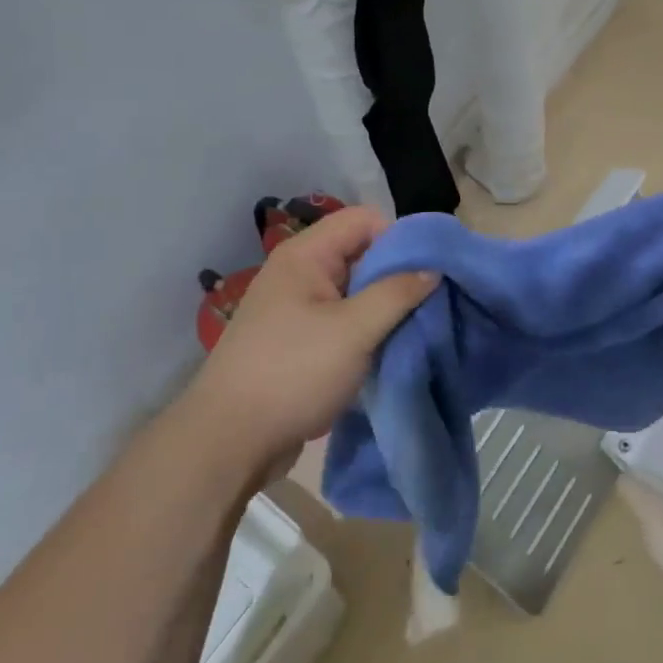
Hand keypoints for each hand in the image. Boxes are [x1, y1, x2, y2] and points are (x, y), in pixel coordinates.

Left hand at [195, 208, 437, 474]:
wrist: (229, 442)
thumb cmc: (292, 373)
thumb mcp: (354, 330)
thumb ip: (397, 293)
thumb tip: (433, 268)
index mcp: (306, 255)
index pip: (364, 220)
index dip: (400, 237)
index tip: (429, 269)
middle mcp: (300, 273)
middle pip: (362, 253)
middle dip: (398, 274)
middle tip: (432, 301)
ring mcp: (298, 308)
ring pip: (357, 291)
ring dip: (386, 307)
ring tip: (417, 328)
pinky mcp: (301, 341)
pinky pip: (346, 321)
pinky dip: (369, 331)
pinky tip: (391, 351)